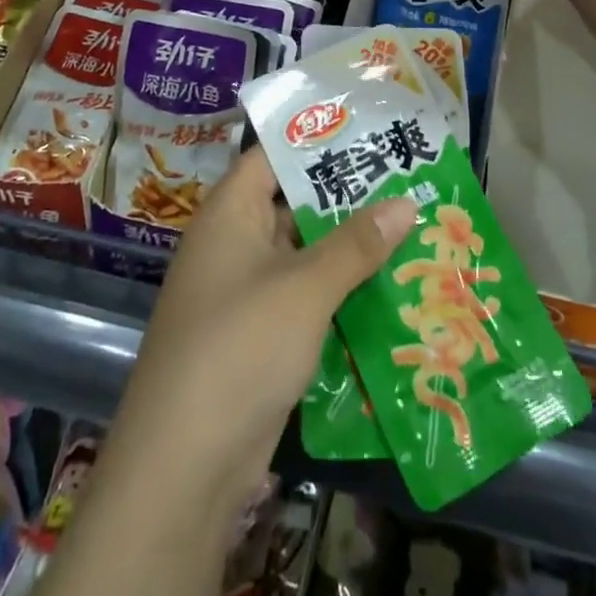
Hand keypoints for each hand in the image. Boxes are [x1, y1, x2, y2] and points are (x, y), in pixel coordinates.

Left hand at [108, 148, 415, 517]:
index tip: (370, 130)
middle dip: (345, 197)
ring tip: (411, 228)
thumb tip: (407, 202)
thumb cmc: (241, 347)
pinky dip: (338, 292)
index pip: (271, 156)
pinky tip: (388, 290)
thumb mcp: (304, 287)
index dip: (316, 141)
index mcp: (229, 214)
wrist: (185, 465)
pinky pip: (303, 298)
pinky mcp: (257, 338)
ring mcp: (243, 293)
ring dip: (349, 249)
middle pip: (291, 205)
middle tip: (407, 181)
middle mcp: (232, 244)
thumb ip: (356, 243)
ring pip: (303, 255)